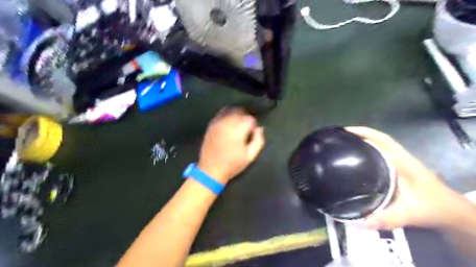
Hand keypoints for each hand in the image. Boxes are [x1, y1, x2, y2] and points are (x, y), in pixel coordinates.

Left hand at [197, 107, 263, 184]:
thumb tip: (259, 129)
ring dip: (237, 115)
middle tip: (246, 130)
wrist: (211, 170)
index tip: (251, 134)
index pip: (250, 119)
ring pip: (230, 110)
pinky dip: (227, 115)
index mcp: (238, 130)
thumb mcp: (250, 156)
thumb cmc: (232, 164)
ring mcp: (218, 123)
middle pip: (240, 112)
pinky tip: (228, 123)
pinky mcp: (211, 125)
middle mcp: (227, 123)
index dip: (253, 126)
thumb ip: (258, 140)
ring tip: (238, 125)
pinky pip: (220, 113)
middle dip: (245, 119)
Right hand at [347, 126, 475, 229]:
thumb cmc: (432, 207)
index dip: (364, 132)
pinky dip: (366, 152)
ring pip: (378, 147)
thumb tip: (362, 222)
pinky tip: (355, 161)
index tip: (345, 131)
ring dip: (361, 143)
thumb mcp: (410, 213)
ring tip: (342, 147)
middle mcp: (399, 158)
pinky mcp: (396, 168)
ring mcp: (398, 162)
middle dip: (358, 136)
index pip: (382, 139)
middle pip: (377, 140)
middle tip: (338, 140)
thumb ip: (388, 218)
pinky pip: (379, 155)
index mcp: (402, 161)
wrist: (450, 211)